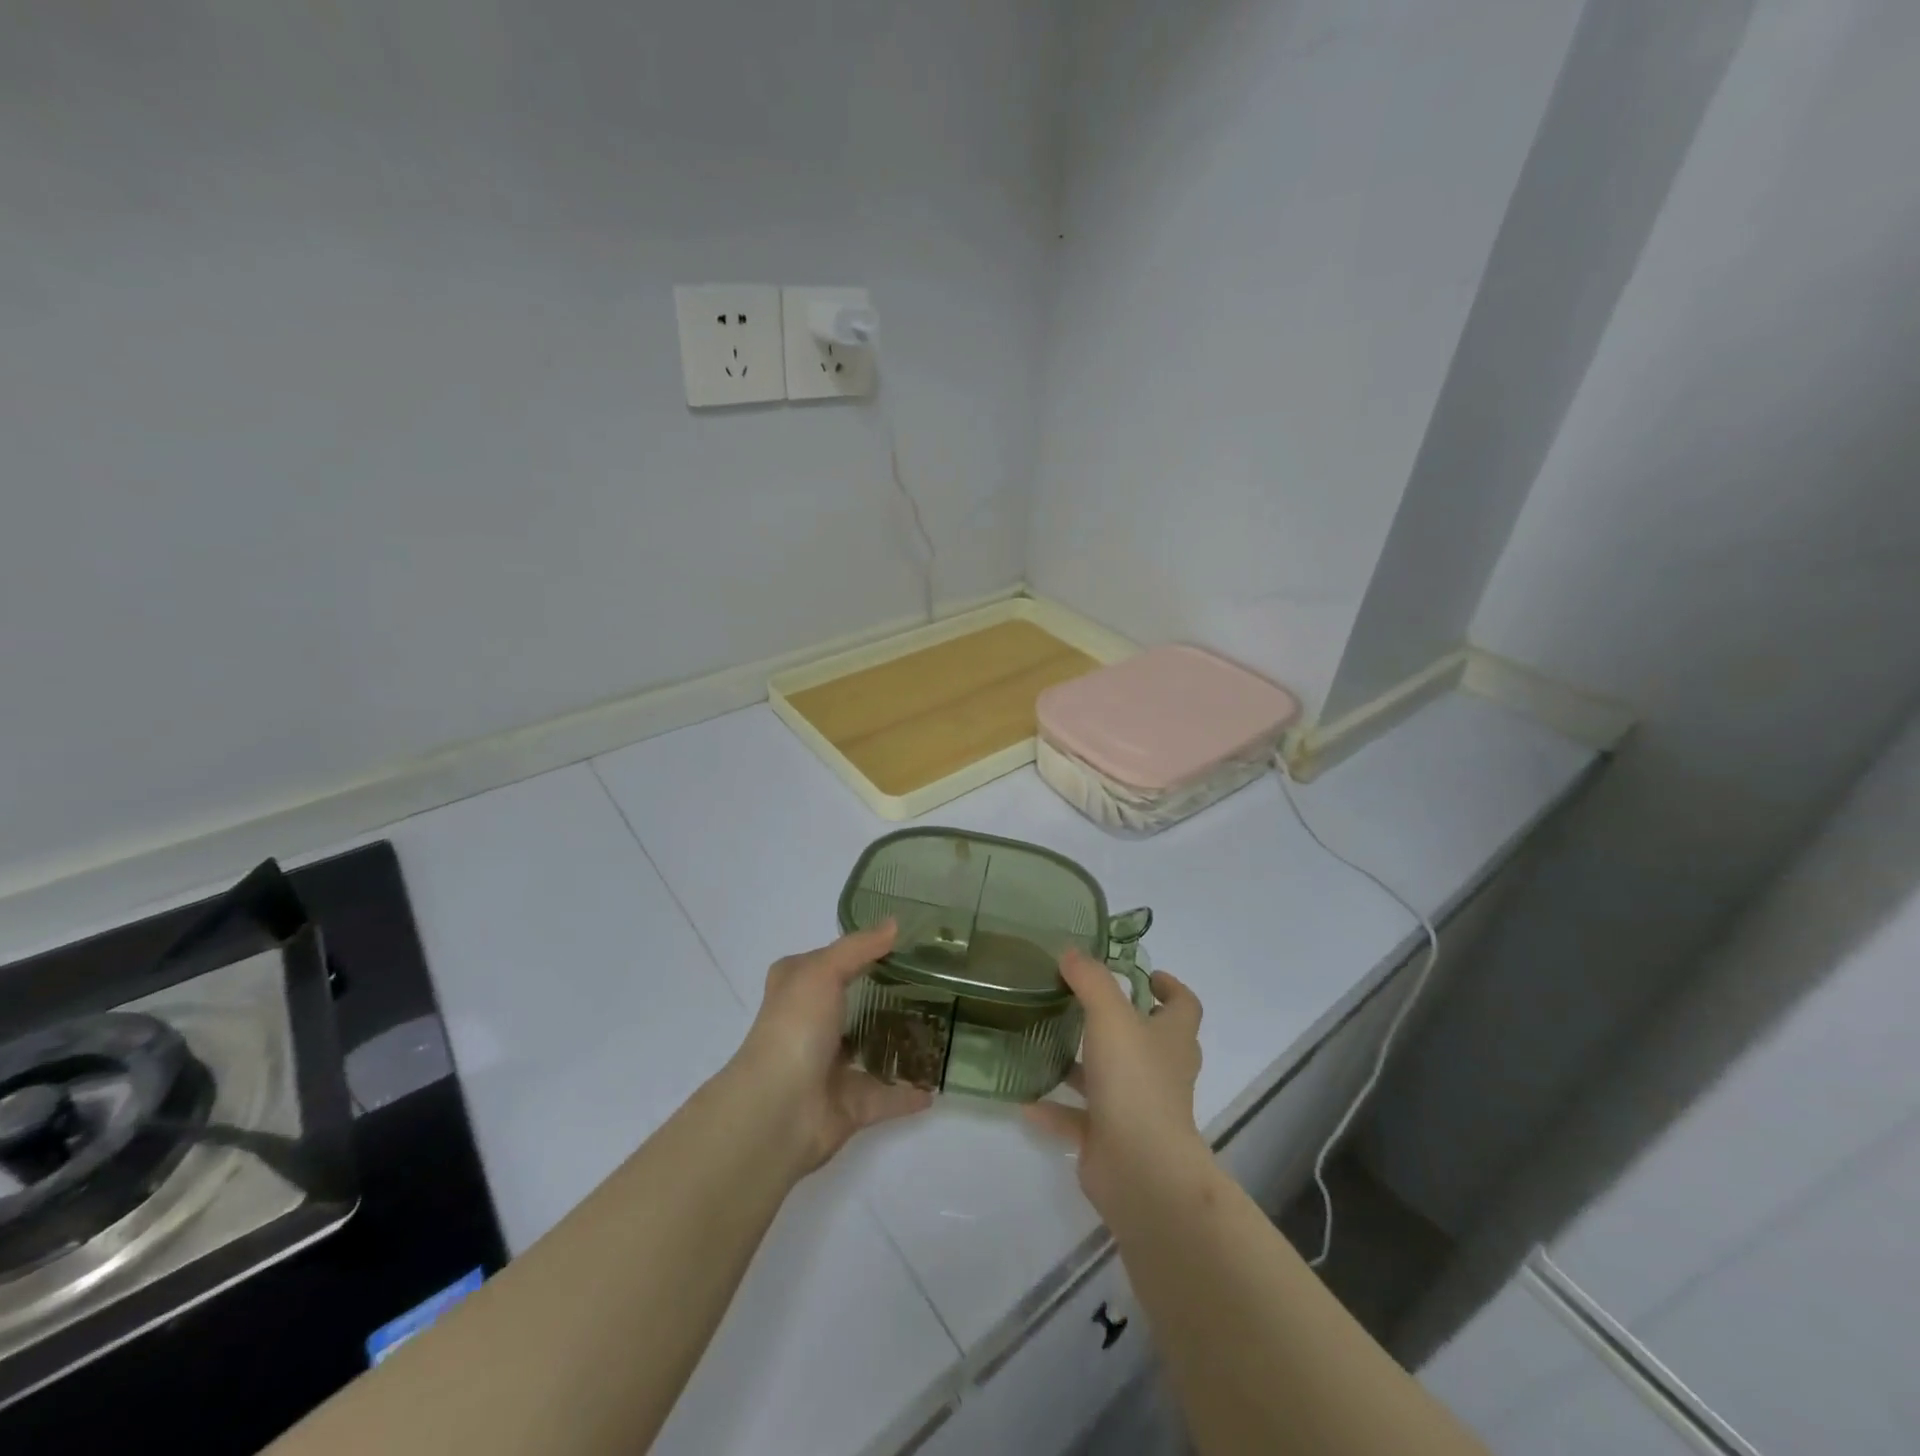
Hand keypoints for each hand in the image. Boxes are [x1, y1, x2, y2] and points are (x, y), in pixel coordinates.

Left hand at [729, 922, 931, 1174]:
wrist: (778, 1111)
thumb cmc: (795, 1027)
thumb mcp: (823, 971)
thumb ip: (860, 947)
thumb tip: (895, 923)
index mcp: (798, 989)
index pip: (831, 962)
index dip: (862, 951)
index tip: (906, 943)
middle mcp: (811, 1025)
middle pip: (854, 1005)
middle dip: (888, 997)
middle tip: (934, 984)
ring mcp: (830, 1067)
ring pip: (871, 1051)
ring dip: (900, 1044)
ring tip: (943, 1028)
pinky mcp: (849, 1104)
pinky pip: (887, 1096)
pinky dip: (909, 1093)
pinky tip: (939, 1083)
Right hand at [1024, 949, 1206, 1215]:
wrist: (1140, 1170)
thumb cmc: (1135, 1081)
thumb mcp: (1110, 1016)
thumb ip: (1091, 980)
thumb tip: (1071, 952)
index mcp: (1172, 1039)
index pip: (1184, 1005)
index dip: (1169, 986)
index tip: (1145, 973)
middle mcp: (1160, 1071)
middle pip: (1149, 1039)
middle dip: (1122, 1020)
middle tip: (1084, 1000)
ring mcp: (1138, 1108)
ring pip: (1111, 1077)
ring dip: (1083, 1063)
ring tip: (1046, 1041)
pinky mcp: (1112, 1139)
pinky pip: (1080, 1118)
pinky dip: (1055, 1108)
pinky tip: (1025, 1098)